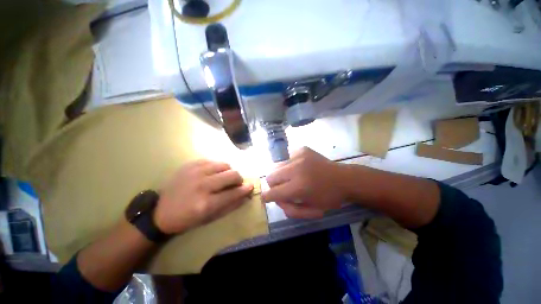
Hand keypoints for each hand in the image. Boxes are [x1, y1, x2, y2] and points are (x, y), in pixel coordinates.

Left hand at [154, 160, 252, 233]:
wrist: (159, 211)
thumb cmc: (186, 218)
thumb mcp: (209, 218)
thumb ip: (230, 205)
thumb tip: (246, 195)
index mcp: (206, 203)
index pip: (233, 193)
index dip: (245, 189)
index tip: (251, 186)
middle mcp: (202, 185)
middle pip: (231, 174)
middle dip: (238, 179)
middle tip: (235, 183)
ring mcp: (195, 172)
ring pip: (224, 165)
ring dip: (228, 171)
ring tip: (223, 177)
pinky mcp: (190, 165)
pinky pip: (212, 161)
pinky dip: (217, 167)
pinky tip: (213, 173)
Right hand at [262, 147, 346, 218]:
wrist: (345, 178)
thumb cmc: (329, 198)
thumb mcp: (311, 211)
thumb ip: (290, 209)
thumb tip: (275, 199)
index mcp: (299, 186)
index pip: (272, 192)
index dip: (267, 197)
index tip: (267, 198)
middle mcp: (296, 168)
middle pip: (271, 176)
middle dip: (274, 185)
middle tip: (284, 188)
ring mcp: (299, 156)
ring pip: (277, 166)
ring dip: (282, 175)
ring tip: (293, 178)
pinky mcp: (302, 149)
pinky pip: (287, 158)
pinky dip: (290, 166)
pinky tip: (300, 168)